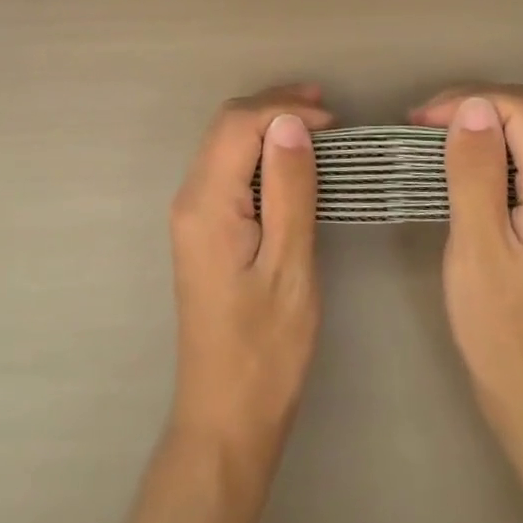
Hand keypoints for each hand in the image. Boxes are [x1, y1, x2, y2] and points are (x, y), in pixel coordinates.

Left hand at [168, 84, 331, 461]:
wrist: (226, 416)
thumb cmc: (265, 350)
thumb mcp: (289, 268)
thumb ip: (288, 190)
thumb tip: (290, 123)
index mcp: (206, 203)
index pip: (238, 124)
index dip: (284, 109)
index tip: (333, 121)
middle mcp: (189, 197)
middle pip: (226, 126)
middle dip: (275, 107)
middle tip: (328, 110)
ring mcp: (191, 213)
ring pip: (225, 143)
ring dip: (268, 124)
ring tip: (317, 123)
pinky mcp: (203, 228)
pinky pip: (228, 168)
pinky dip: (260, 151)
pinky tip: (291, 159)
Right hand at [410, 86, 522, 466]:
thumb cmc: (503, 330)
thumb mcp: (479, 246)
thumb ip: (475, 172)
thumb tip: (472, 106)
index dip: (470, 100)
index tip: (419, 121)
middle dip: (469, 109)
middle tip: (417, 129)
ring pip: (519, 142)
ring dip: (472, 132)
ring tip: (425, 146)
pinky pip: (515, 169)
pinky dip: (479, 159)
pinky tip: (449, 175)